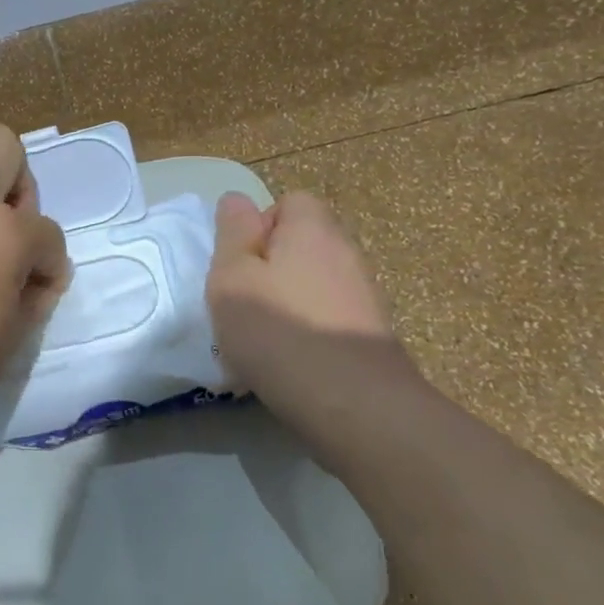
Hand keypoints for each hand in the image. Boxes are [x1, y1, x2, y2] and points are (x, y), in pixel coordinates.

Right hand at [207, 191, 423, 430]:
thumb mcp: (232, 277)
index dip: (260, 226)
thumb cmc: (279, 330)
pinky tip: (288, 364)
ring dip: (287, 303)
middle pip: (302, 245)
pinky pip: (328, 319)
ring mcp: (364, 296)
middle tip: (243, 302)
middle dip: (270, 268)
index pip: (290, 202)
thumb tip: (237, 199)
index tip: (240, 263)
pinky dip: (307, 333)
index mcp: (312, 229)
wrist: (354, 404)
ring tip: (261, 340)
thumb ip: (232, 234)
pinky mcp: (371, 335)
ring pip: (313, 284)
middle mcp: (345, 253)